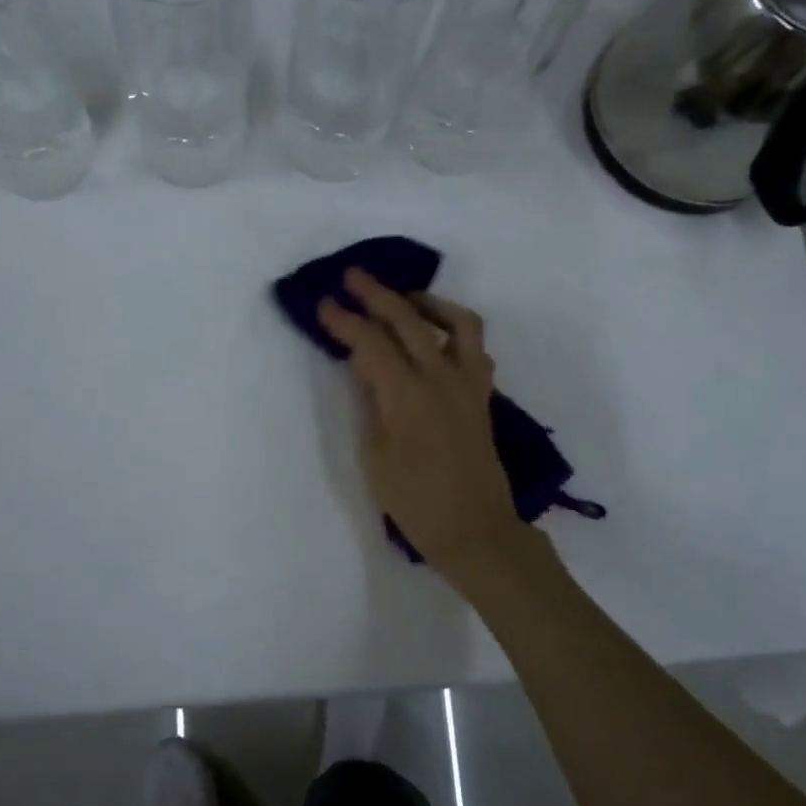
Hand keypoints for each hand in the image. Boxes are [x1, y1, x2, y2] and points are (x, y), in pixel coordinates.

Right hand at [317, 269, 526, 574]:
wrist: (474, 529)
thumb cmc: (414, 501)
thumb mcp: (374, 455)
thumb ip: (369, 403)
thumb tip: (364, 367)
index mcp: (406, 394)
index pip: (369, 342)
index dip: (344, 320)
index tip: (322, 304)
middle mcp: (440, 377)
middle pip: (407, 319)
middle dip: (376, 294)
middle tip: (353, 277)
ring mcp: (467, 383)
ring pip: (455, 322)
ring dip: (427, 302)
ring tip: (404, 299)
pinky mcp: (482, 394)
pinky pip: (474, 347)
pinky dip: (455, 329)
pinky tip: (436, 336)